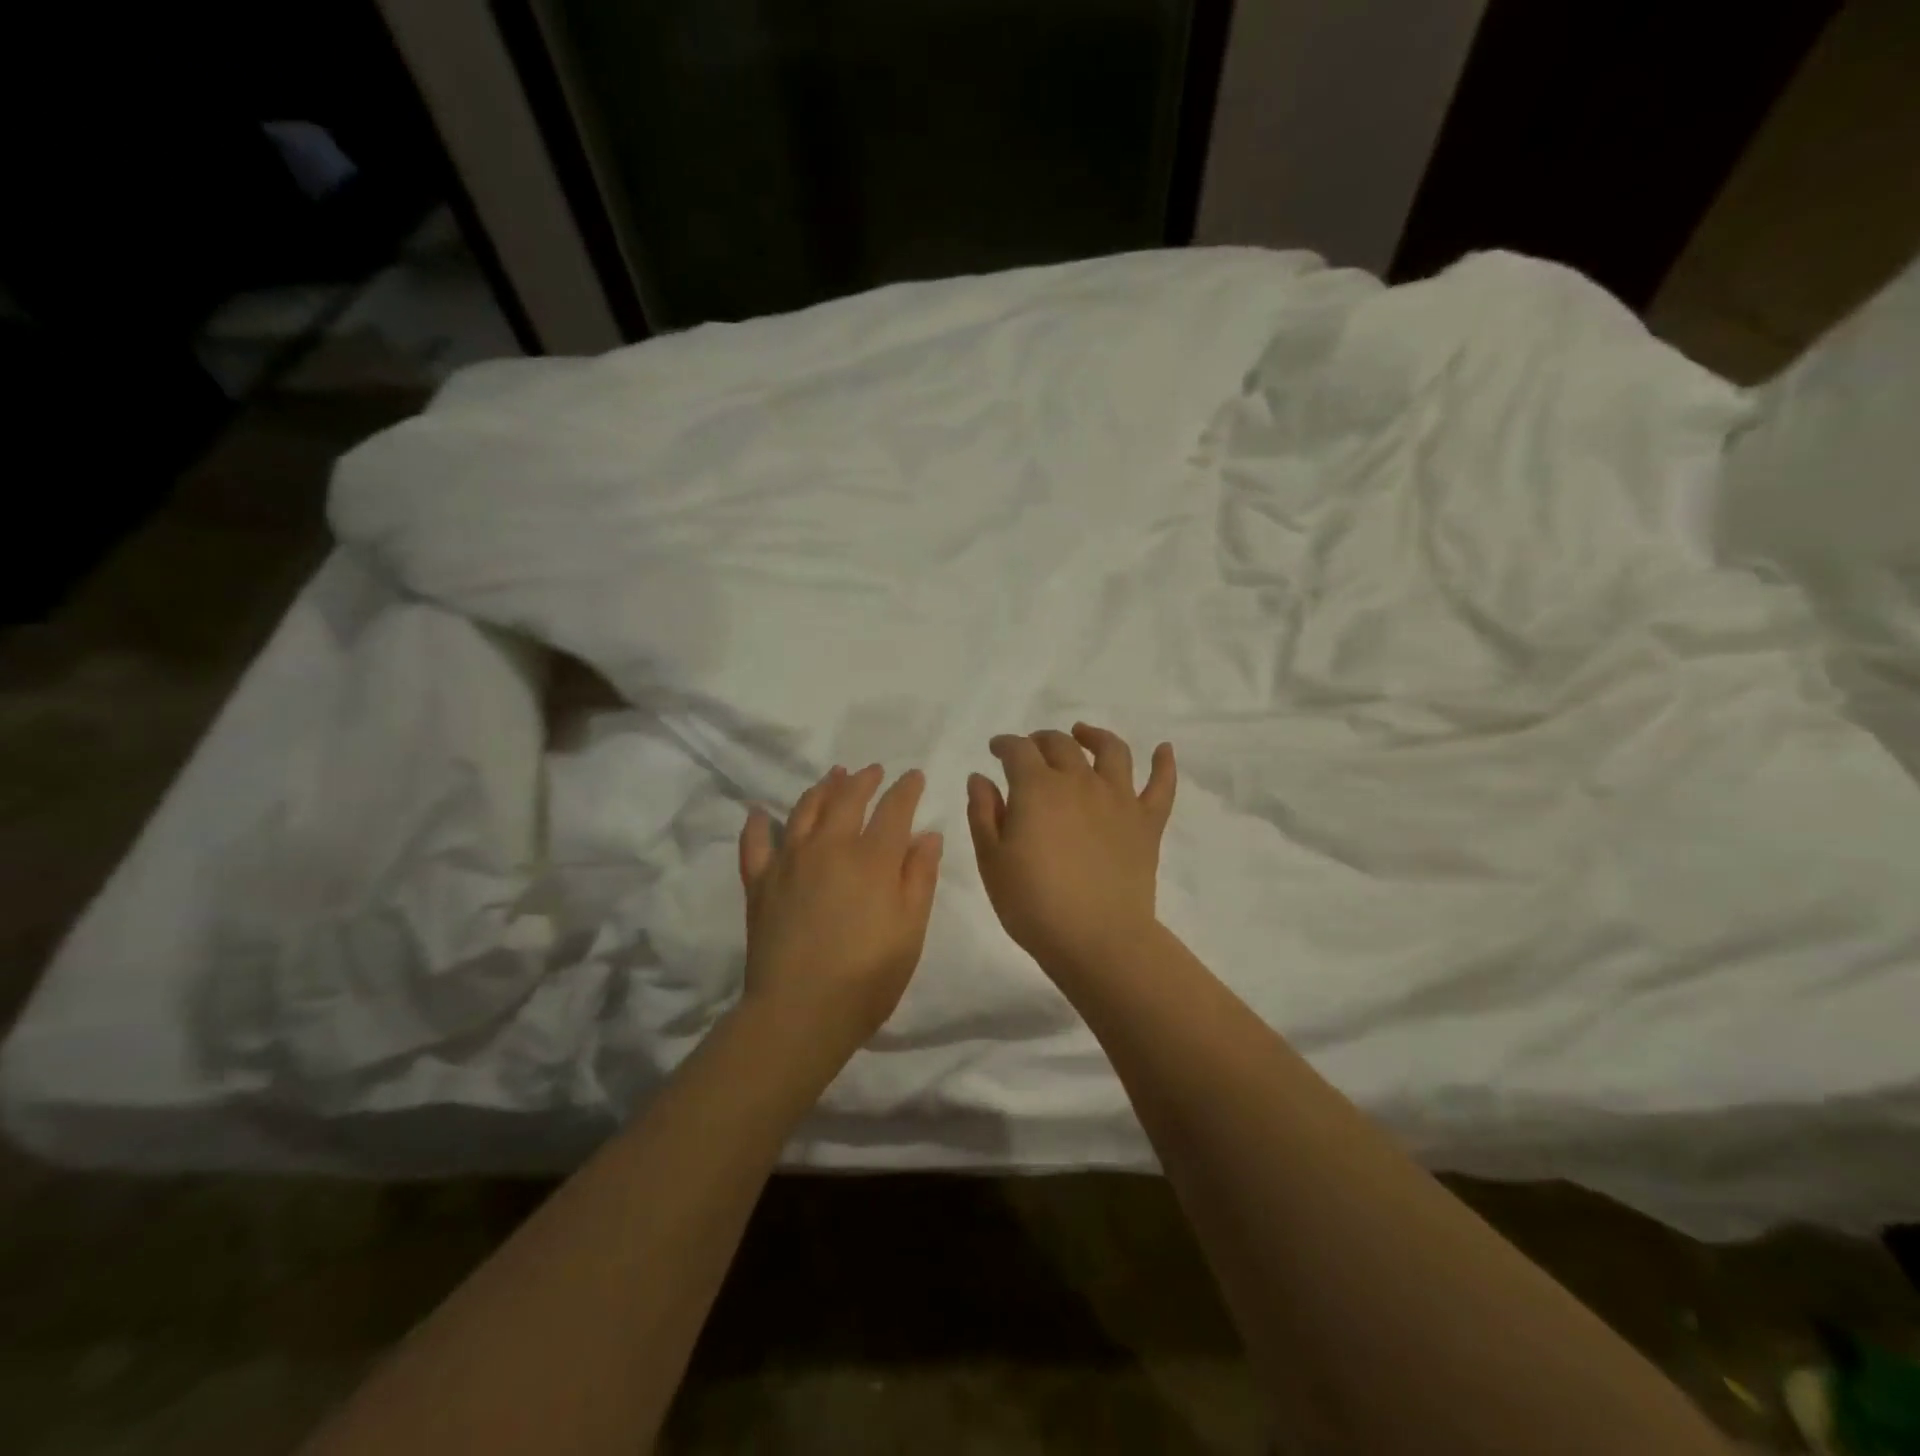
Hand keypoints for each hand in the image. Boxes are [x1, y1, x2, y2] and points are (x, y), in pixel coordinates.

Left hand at [737, 764, 943, 1062]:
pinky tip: (760, 813)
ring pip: (804, 810)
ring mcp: (789, 862)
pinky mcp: (759, 883)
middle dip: (864, 780)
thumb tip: (926, 835)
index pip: (893, 809)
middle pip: (846, 799)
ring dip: (821, 788)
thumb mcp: (910, 929)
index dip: (906, 789)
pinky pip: (755, 845)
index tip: (913, 776)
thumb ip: (919, 877)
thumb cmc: (868, 976)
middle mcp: (829, 847)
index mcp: (872, 858)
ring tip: (832, 776)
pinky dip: (758, 825)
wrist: (800, 1012)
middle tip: (873, 770)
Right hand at [966, 724, 1175, 979]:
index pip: (1018, 750)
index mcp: (1037, 788)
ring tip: (1083, 734)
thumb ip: (983, 813)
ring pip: (1111, 751)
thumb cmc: (1033, 904)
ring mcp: (1119, 799)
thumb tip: (980, 777)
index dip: (1005, 744)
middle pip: (1061, 744)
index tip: (996, 750)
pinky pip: (1161, 785)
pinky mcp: (1147, 822)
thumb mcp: (991, 861)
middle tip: (1031, 749)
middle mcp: (1079, 781)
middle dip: (1041, 740)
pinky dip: (1164, 764)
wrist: (1096, 939)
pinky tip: (1164, 749)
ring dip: (1094, 736)